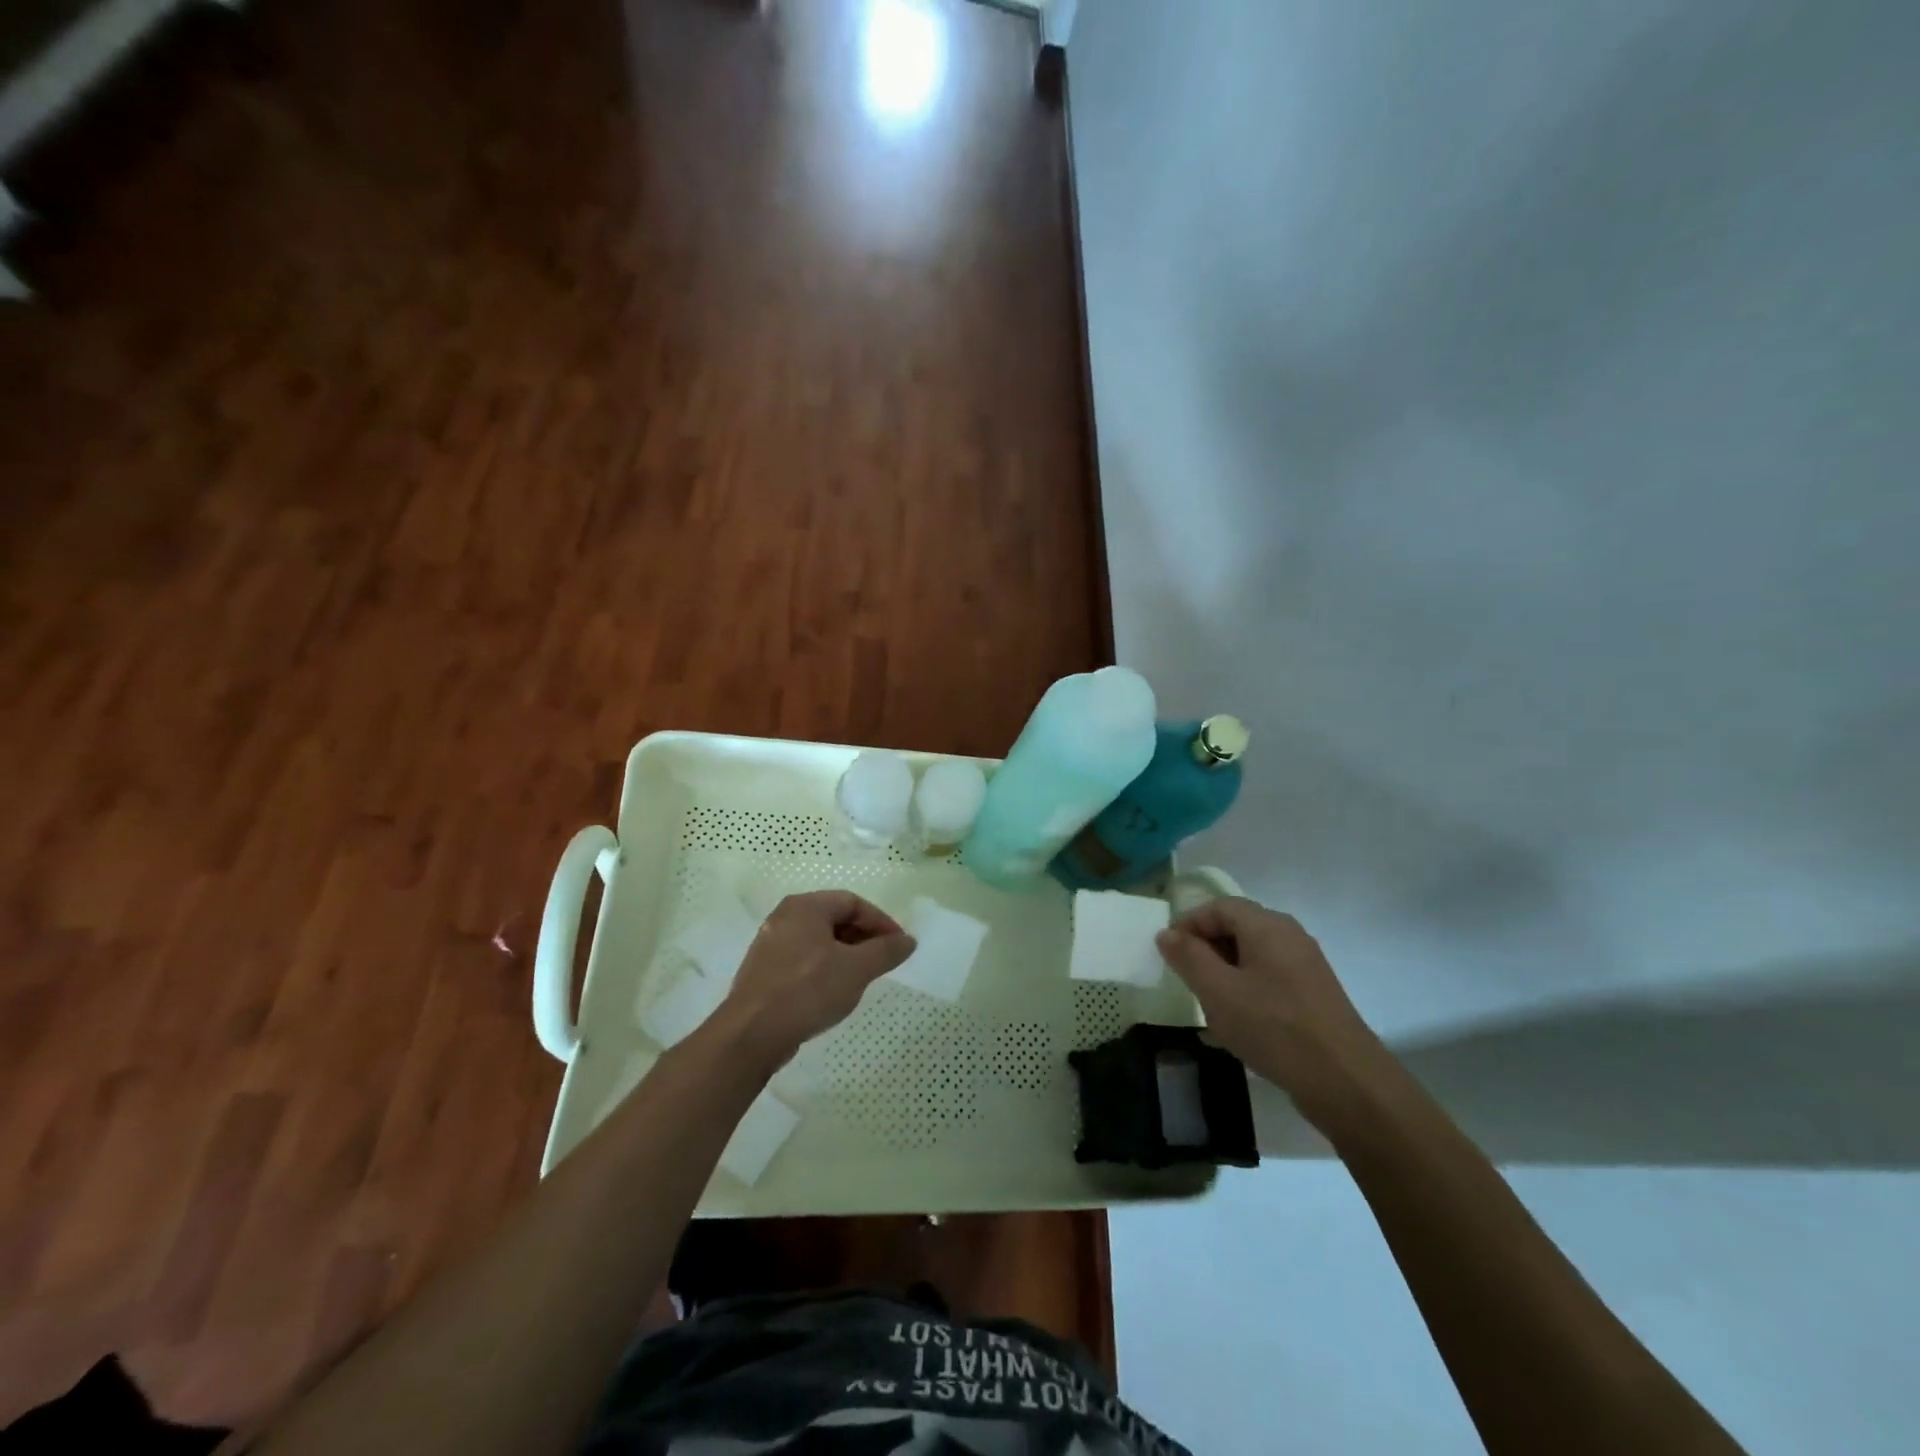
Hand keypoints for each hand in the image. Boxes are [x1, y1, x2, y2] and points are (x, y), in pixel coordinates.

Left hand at [716, 890, 915, 1070]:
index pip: (853, 902)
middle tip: (884, 962)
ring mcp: (770, 943)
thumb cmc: (807, 990)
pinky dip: (824, 967)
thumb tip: (908, 940)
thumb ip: (886, 951)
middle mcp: (785, 917)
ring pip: (819, 940)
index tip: (899, 946)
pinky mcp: (764, 970)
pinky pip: (803, 958)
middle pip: (835, 918)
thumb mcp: (856, 970)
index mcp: (806, 906)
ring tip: (862, 978)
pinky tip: (833, 991)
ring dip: (846, 954)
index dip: (881, 922)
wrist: (751, 1034)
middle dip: (864, 938)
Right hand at [1156, 897, 1389, 1126]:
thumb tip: (1167, 933)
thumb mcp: (1218, 992)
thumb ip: (1188, 957)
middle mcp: (1288, 936)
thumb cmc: (1274, 1027)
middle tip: (1185, 981)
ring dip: (1223, 975)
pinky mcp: (1313, 994)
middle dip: (1205, 950)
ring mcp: (1305, 966)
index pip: (1217, 907)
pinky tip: (1236, 1026)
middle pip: (1236, 928)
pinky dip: (1245, 992)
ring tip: (1208, 1007)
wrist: (1346, 1082)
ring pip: (1251, 957)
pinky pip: (1268, 980)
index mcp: (1266, 925)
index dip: (1187, 924)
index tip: (1168, 955)